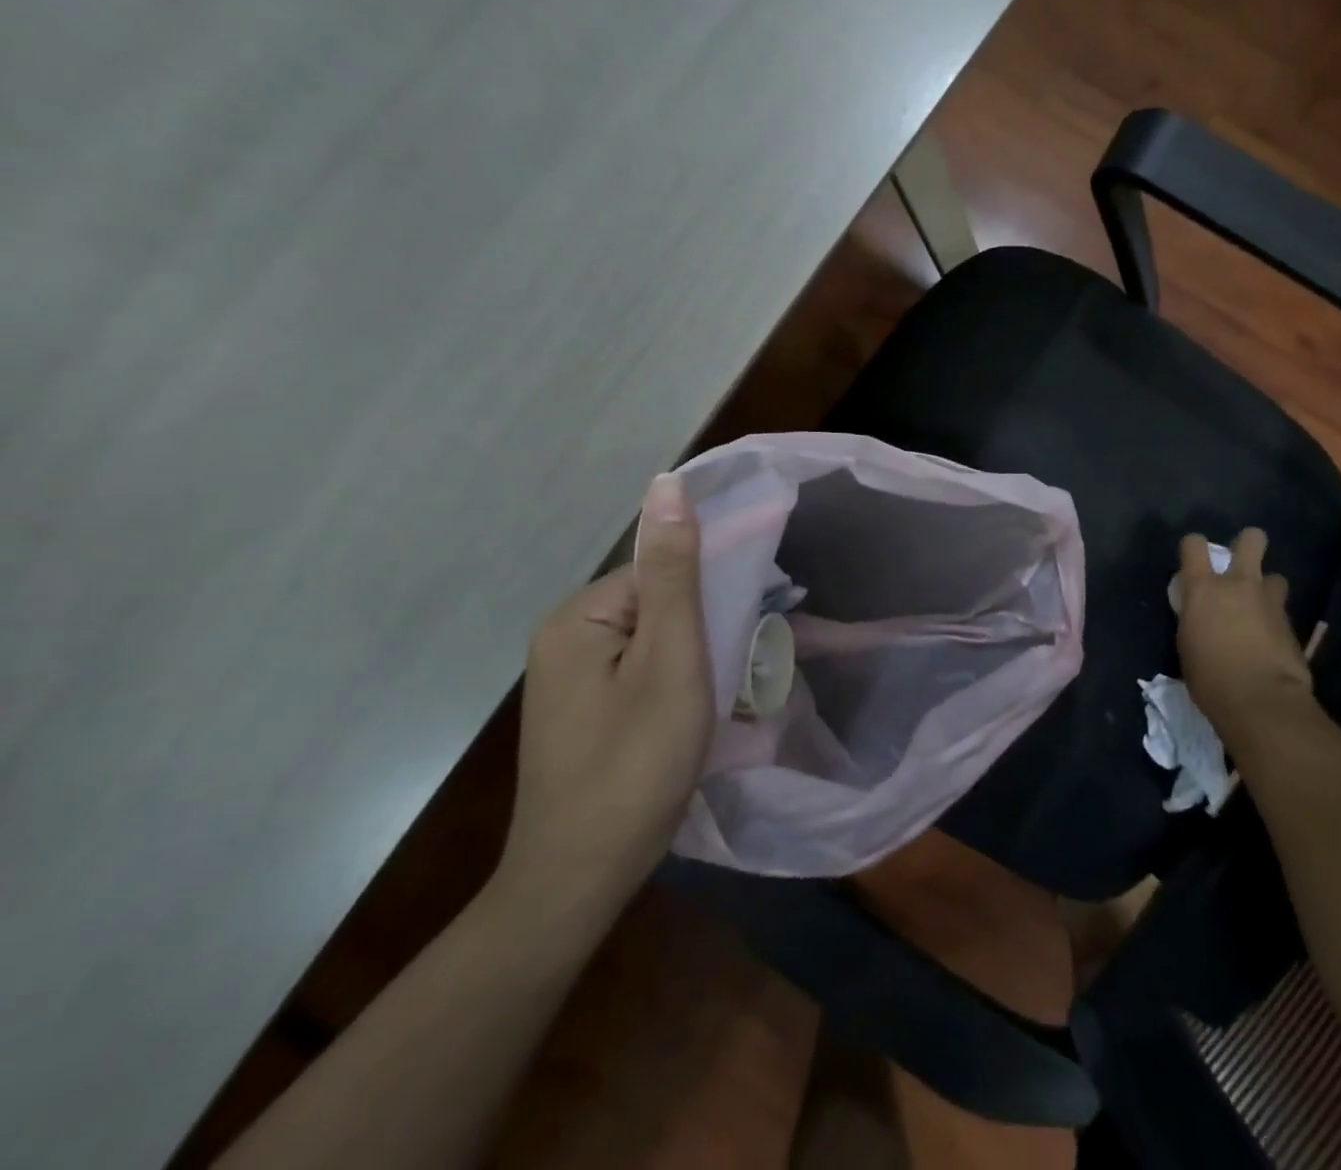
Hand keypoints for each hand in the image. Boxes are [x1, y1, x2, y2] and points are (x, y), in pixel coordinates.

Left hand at [495, 474, 714, 927]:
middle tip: (739, 663)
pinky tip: (695, 711)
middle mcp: (565, 637)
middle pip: (656, 602)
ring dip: (694, 654)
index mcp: (579, 617)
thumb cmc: (636, 764)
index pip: (661, 570)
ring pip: (652, 639)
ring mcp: (569, 677)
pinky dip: (674, 680)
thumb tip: (666, 483)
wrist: (579, 880)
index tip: (751, 616)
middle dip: (704, 624)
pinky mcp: (582, 709)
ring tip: (723, 692)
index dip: (710, 589)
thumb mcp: (671, 660)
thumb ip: (674, 572)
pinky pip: (639, 670)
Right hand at [1176, 528, 1314, 738]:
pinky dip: (1274, 619)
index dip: (1193, 547)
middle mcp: (1238, 584)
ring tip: (1259, 608)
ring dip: (1266, 587)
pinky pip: (1281, 610)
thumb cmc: (1209, 677)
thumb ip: (1195, 618)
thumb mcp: (1187, 643)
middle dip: (1247, 544)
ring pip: (1274, 576)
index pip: (1194, 544)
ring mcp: (1269, 601)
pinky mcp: (1292, 623)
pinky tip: (1269, 639)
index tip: (1193, 561)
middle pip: (1251, 539)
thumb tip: (1201, 614)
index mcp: (1203, 588)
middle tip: (1239, 564)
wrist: (1261, 701)